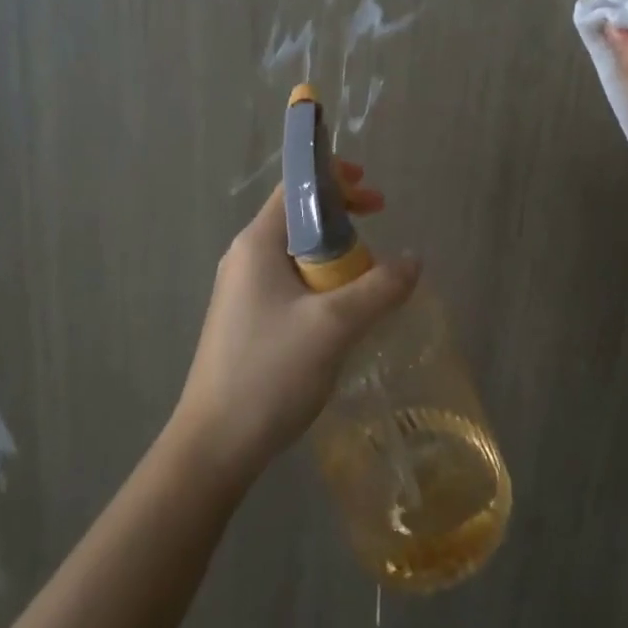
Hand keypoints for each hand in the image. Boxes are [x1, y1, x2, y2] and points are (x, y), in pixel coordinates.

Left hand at [174, 163, 419, 485]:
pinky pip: (290, 283)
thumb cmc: (270, 373)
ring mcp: (242, 290)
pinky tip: (341, 312)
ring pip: (297, 253)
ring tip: (367, 276)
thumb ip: (380, 287)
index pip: (296, 187)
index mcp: (256, 243)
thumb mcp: (335, 325)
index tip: (373, 195)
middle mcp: (244, 257)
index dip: (336, 180)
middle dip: (343, 218)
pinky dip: (321, 282)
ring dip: (335, 254)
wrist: (213, 447)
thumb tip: (414, 260)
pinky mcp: (245, 320)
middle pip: (299, 217)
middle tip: (379, 226)